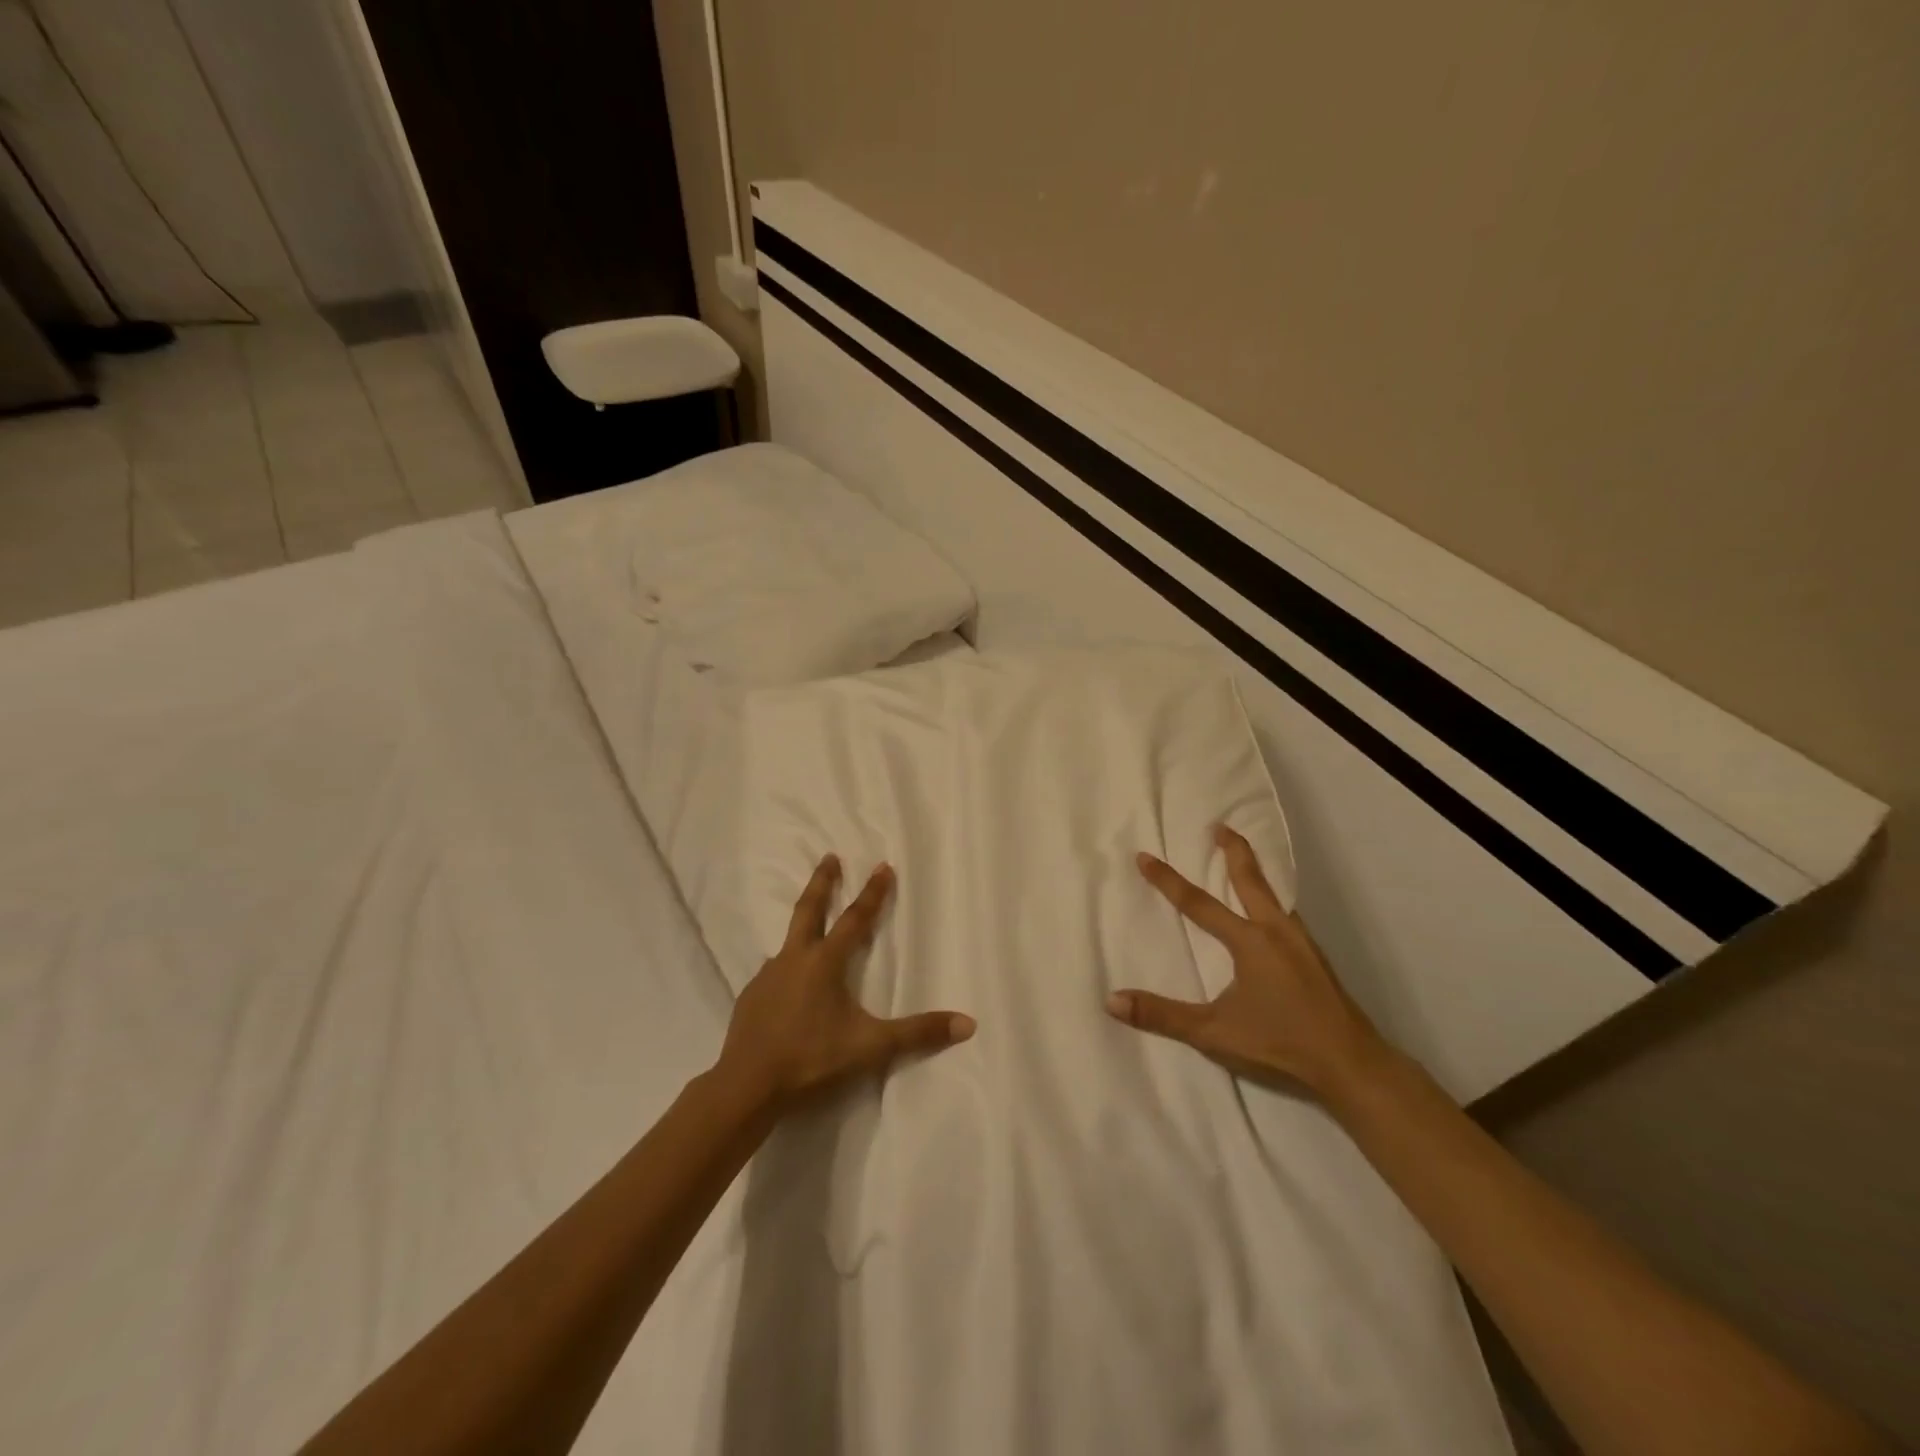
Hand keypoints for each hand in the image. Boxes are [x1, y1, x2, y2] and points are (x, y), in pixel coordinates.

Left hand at [716, 856, 974, 1114]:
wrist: (746, 1086)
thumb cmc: (811, 1059)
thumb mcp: (870, 1047)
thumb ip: (917, 1033)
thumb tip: (967, 1024)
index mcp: (824, 963)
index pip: (855, 919)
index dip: (872, 893)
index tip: (882, 866)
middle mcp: (794, 959)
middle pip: (809, 910)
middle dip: (822, 882)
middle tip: (829, 856)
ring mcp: (767, 977)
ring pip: (787, 943)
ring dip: (802, 928)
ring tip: (809, 930)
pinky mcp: (750, 998)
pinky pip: (772, 973)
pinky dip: (784, 968)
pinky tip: (787, 984)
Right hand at [1107, 825, 1390, 1102]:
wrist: (1351, 1063)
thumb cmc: (1280, 1042)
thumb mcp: (1214, 1031)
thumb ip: (1163, 1016)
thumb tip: (1113, 1000)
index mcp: (1249, 941)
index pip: (1198, 903)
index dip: (1168, 880)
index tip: (1145, 856)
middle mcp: (1276, 931)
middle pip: (1251, 880)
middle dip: (1234, 851)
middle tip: (1220, 826)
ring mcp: (1302, 943)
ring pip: (1275, 896)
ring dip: (1256, 875)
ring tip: (1245, 865)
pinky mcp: (1316, 959)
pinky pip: (1288, 915)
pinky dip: (1273, 901)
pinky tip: (1273, 917)